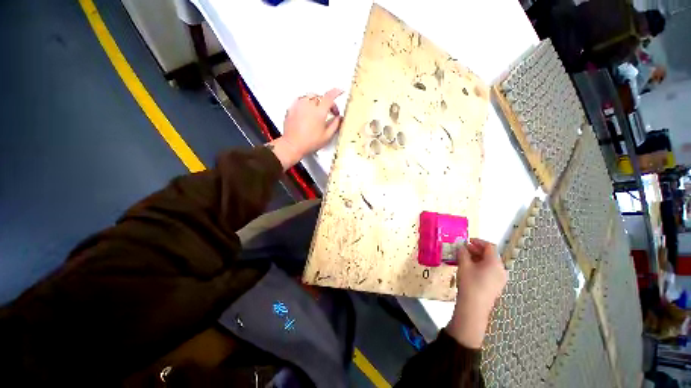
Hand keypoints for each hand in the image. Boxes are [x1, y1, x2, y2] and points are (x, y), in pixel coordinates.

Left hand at [269, 89, 342, 169]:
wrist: (293, 145)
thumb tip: (338, 118)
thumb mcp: (327, 136)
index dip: (336, 93)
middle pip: (320, 96)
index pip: (329, 97)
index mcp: (319, 112)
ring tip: (319, 110)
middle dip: (327, 102)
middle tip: (330, 112)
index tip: (340, 92)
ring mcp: (299, 105)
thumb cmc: (309, 142)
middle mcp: (308, 105)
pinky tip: (308, 111)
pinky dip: (307, 103)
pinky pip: (301, 100)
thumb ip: (335, 125)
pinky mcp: (292, 108)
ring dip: (317, 101)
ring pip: (310, 97)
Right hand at [446, 238, 506, 348]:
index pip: (489, 246)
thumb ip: (462, 252)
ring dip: (477, 258)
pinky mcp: (496, 286)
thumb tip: (461, 246)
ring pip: (490, 263)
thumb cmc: (469, 283)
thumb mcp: (464, 265)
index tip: (466, 241)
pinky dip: (481, 266)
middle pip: (490, 254)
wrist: (474, 307)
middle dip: (476, 250)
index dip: (477, 241)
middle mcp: (501, 269)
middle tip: (463, 249)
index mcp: (495, 262)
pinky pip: (490, 271)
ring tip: (464, 259)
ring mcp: (500, 279)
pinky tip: (470, 269)